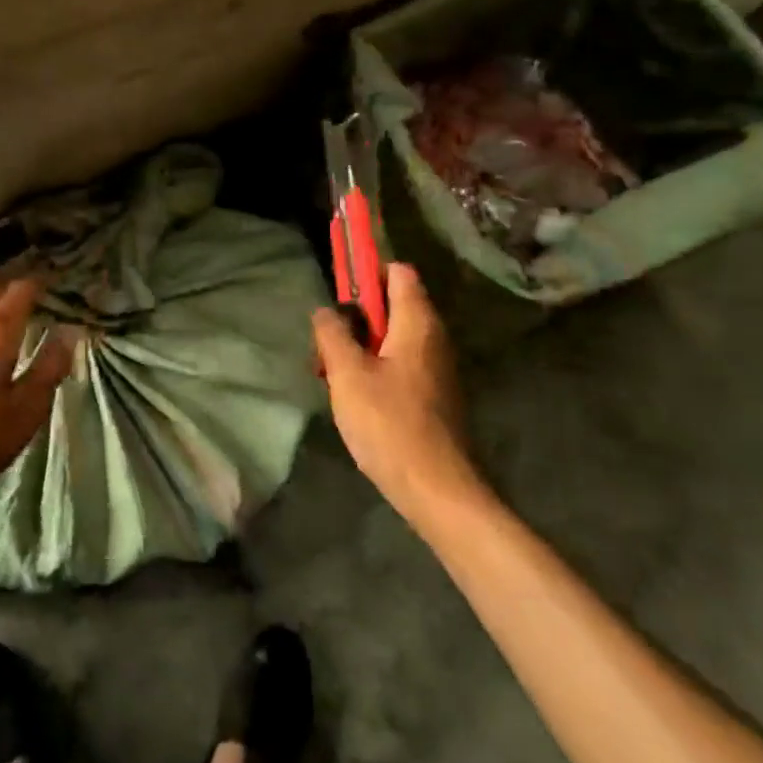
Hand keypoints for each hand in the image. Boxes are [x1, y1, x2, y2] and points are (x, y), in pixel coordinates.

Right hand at [311, 263, 485, 522]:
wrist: (437, 490)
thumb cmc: (389, 424)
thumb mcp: (347, 373)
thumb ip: (332, 333)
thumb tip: (325, 309)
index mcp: (417, 322)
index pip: (397, 272)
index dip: (366, 272)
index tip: (337, 291)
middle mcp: (433, 338)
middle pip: (391, 305)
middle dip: (353, 318)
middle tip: (325, 345)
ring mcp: (435, 368)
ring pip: (390, 338)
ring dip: (358, 348)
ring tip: (331, 375)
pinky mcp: (432, 395)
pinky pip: (398, 364)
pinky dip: (372, 370)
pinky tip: (352, 398)